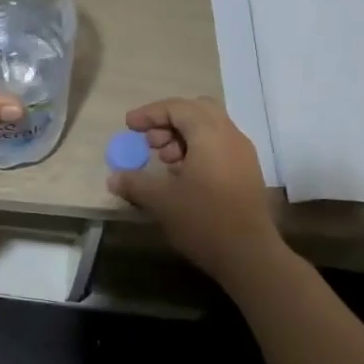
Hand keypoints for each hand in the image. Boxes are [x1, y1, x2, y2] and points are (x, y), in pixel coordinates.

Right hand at [106, 96, 282, 278]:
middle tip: (151, 143)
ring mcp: (243, 154)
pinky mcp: (247, 172)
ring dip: (183, 137)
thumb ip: (135, 183)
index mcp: (210, 134)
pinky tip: (183, 177)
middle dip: (169, 121)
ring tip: (165, 164)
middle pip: (197, 110)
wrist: (249, 255)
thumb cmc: (203, 220)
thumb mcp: (161, 201)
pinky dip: (198, 150)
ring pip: (210, 128)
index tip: (129, 126)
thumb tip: (113, 178)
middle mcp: (230, 136)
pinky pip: (219, 146)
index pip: (178, 108)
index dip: (150, 113)